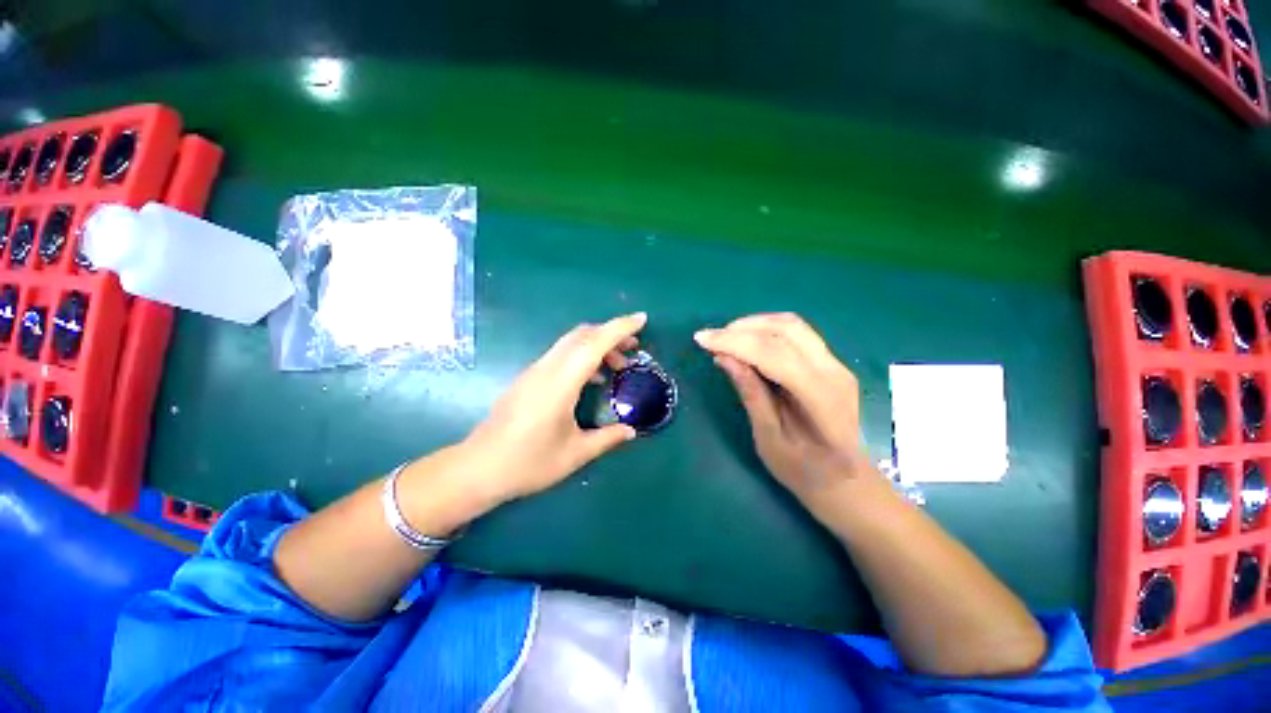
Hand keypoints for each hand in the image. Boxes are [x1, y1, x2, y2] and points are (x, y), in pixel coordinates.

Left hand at [462, 313, 645, 503]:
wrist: (477, 470)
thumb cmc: (528, 463)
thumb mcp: (575, 454)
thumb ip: (607, 438)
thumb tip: (631, 431)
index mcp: (560, 384)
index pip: (593, 344)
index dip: (619, 328)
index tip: (642, 319)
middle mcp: (546, 369)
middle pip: (581, 336)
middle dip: (611, 333)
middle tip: (634, 347)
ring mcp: (534, 372)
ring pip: (570, 343)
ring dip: (597, 345)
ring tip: (618, 365)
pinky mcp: (528, 378)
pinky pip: (561, 355)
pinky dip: (583, 356)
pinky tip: (593, 378)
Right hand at [695, 313, 868, 500]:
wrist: (847, 481)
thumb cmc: (805, 471)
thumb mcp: (769, 439)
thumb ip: (750, 394)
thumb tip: (724, 357)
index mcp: (822, 398)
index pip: (775, 354)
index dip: (735, 342)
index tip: (701, 339)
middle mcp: (834, 372)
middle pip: (786, 330)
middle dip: (742, 328)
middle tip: (711, 338)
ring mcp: (836, 363)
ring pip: (792, 325)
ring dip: (754, 325)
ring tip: (725, 337)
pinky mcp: (829, 362)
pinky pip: (795, 334)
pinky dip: (766, 331)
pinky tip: (746, 342)